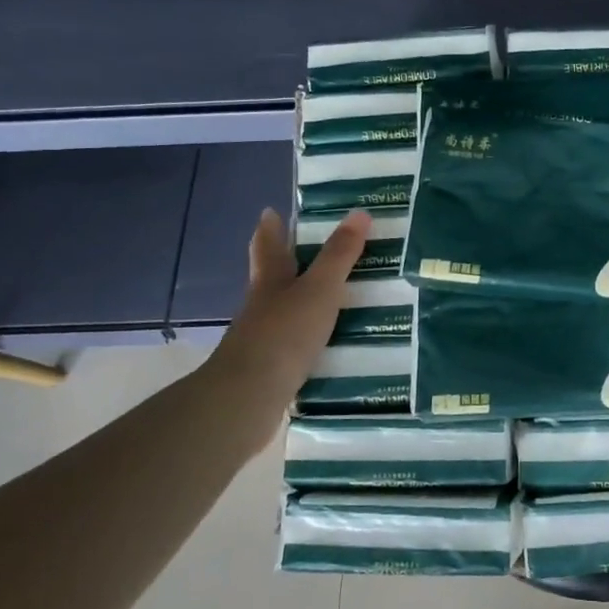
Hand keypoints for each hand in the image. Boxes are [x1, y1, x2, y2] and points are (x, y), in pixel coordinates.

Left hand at [202, 208, 369, 450]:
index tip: (270, 212)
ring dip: (305, 301)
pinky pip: (298, 342)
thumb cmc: (284, 333)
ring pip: (287, 310)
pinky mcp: (273, 367)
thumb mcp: (319, 289)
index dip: (271, 228)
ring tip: (338, 295)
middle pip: (273, 277)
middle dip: (288, 262)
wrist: (249, 397)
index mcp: (270, 280)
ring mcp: (265, 338)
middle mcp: (263, 305)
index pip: (269, 246)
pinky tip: (333, 340)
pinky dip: (313, 336)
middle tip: (312, 248)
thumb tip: (359, 212)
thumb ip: (340, 255)